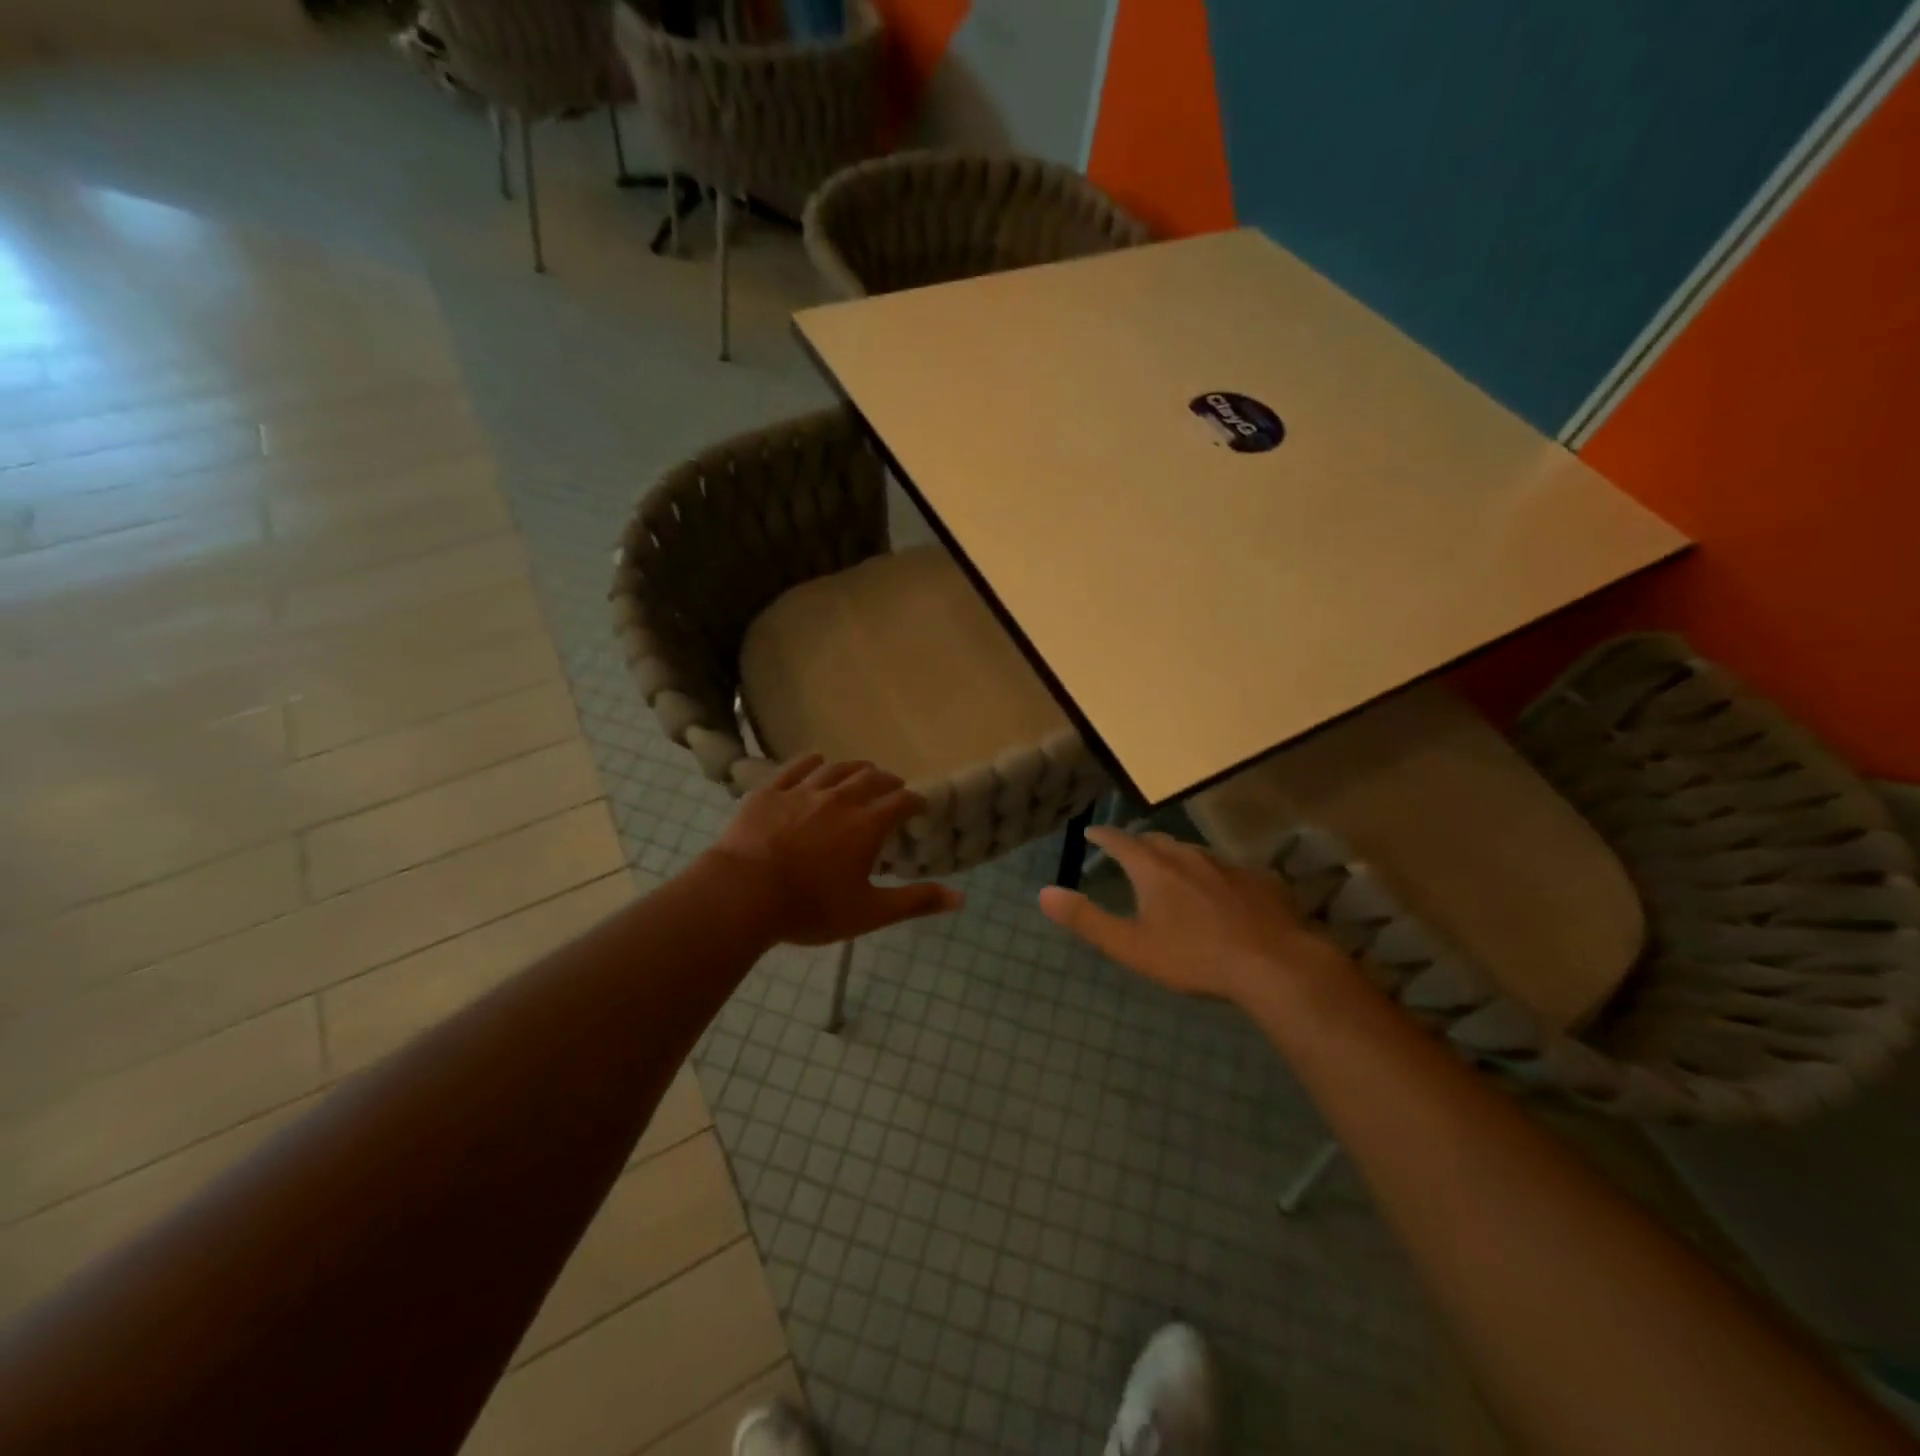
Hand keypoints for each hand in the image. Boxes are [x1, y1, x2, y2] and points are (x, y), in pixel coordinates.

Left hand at [707, 755, 961, 945]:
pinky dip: (813, 762)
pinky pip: (797, 767)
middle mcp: (840, 798)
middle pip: (872, 778)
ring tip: (863, 773)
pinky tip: (818, 762)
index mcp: (867, 824)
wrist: (743, 894)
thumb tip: (961, 898)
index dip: (915, 801)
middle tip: (893, 788)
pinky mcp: (770, 791)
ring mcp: (803, 791)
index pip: (901, 801)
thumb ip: (915, 902)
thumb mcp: (869, 912)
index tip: (919, 806)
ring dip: (855, 769)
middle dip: (888, 781)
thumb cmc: (811, 907)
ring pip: (837, 768)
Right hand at [1038, 828, 1351, 1004]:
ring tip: (1169, 868)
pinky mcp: (1257, 879)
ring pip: (1192, 851)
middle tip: (1128, 852)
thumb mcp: (1131, 945)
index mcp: (1154, 869)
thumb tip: (1044, 893)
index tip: (1092, 832)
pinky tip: (1218, 891)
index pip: (1120, 841)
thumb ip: (1087, 919)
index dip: (1103, 836)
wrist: (1274, 963)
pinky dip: (1209, 873)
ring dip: (1174, 855)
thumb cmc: (1194, 956)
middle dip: (1138, 843)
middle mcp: (1188, 856)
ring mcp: (1226, 865)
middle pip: (1157, 841)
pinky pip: (1225, 868)